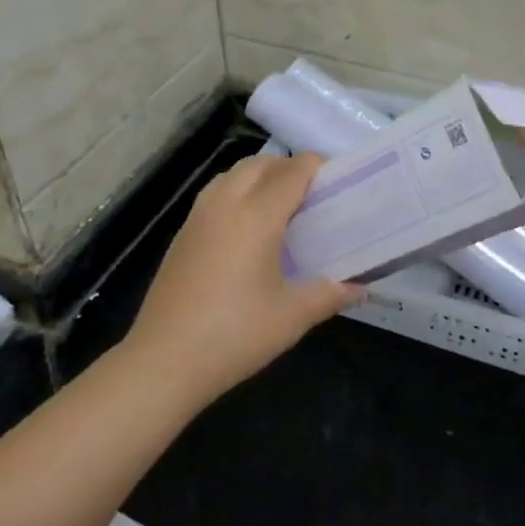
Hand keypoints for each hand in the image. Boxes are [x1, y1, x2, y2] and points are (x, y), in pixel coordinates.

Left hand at [123, 152, 362, 404]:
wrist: (164, 361)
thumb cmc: (235, 335)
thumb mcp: (291, 317)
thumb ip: (329, 294)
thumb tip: (360, 289)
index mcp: (256, 215)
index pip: (292, 171)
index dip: (317, 167)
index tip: (338, 181)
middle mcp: (226, 203)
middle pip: (261, 164)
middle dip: (289, 167)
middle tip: (313, 194)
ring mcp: (199, 216)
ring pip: (233, 173)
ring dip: (260, 175)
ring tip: (280, 205)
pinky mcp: (182, 233)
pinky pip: (215, 193)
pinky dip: (237, 191)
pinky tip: (246, 227)